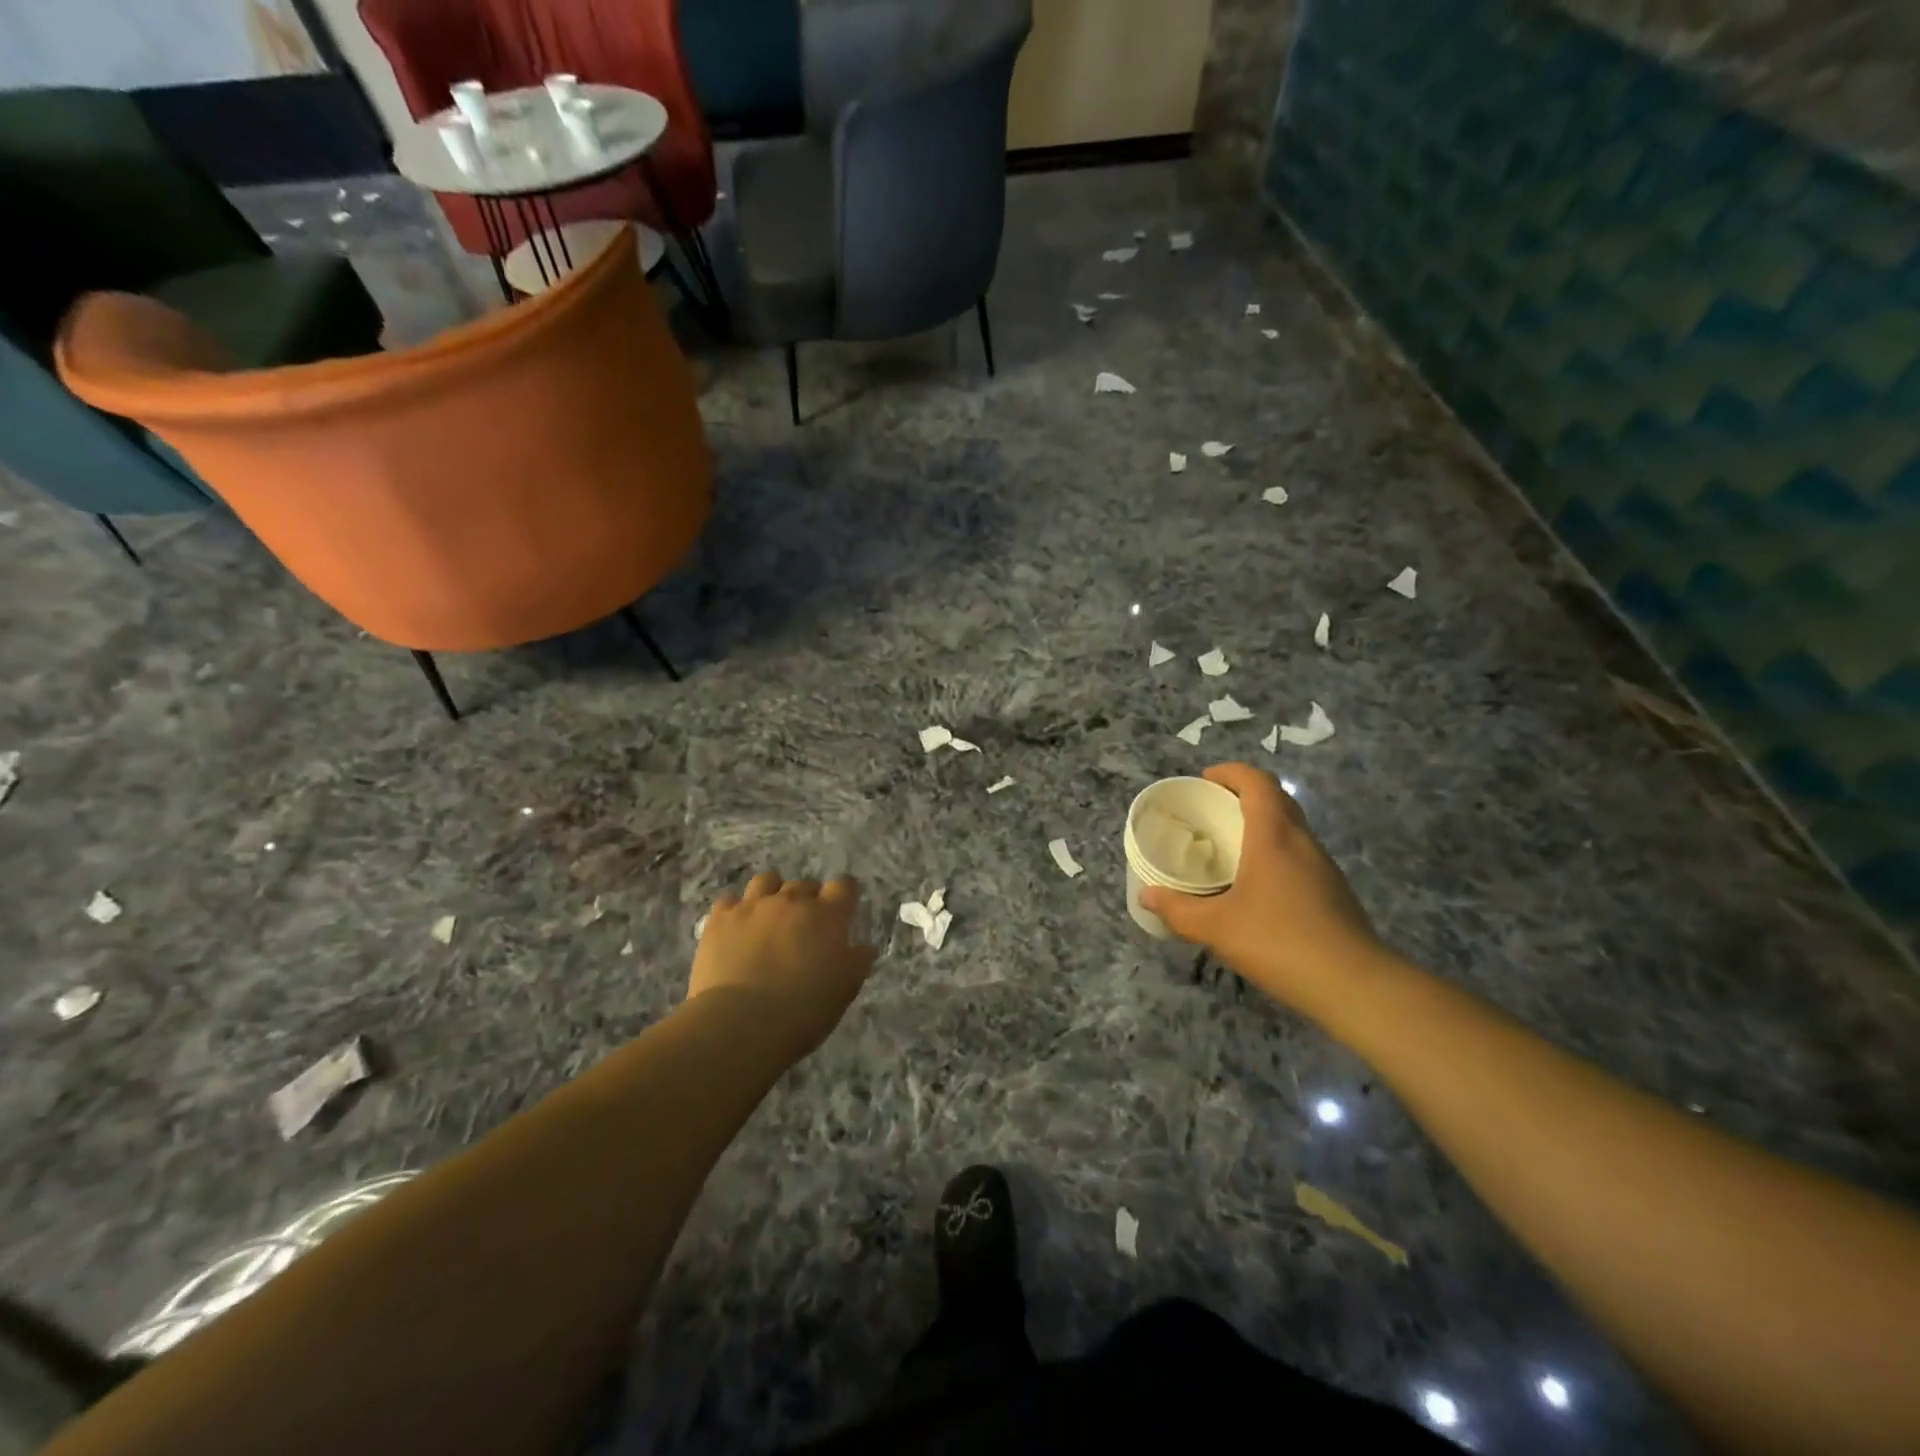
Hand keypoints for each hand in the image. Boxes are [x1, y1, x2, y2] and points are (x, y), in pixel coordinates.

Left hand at [689, 873, 877, 1053]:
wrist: (740, 1023)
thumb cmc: (803, 1010)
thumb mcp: (844, 990)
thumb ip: (857, 961)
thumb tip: (863, 947)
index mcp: (827, 916)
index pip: (844, 886)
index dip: (844, 896)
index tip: (842, 911)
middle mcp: (791, 901)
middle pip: (804, 884)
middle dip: (807, 900)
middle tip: (804, 927)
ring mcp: (753, 906)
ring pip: (766, 880)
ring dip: (772, 894)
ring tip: (769, 918)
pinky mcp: (720, 919)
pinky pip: (730, 900)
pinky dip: (736, 910)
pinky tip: (736, 928)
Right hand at [1140, 764, 1387, 1016]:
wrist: (1355, 985)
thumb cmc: (1280, 942)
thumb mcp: (1217, 927)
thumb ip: (1178, 910)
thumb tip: (1146, 895)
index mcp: (1274, 836)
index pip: (1257, 782)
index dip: (1231, 772)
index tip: (1205, 780)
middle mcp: (1302, 842)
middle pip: (1276, 799)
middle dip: (1243, 795)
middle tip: (1212, 811)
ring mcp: (1323, 867)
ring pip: (1291, 828)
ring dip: (1261, 825)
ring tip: (1229, 847)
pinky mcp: (1334, 892)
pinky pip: (1299, 855)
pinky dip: (1275, 854)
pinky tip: (1257, 886)